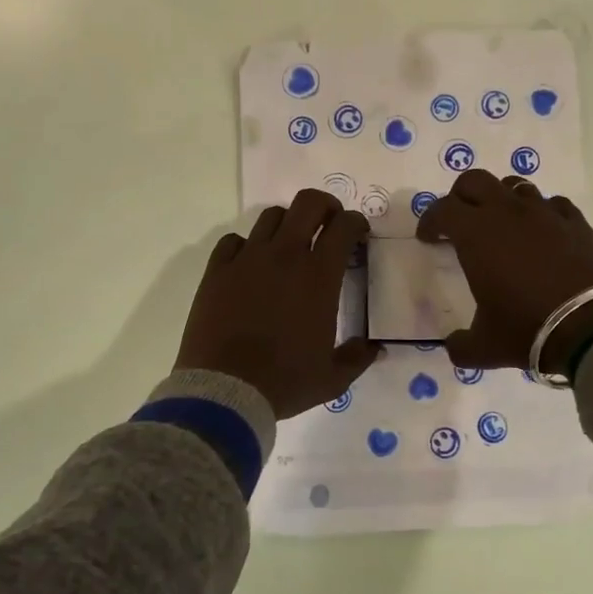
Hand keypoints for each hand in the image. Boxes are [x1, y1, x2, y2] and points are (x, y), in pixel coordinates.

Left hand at [177, 190, 381, 418]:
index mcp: (318, 276)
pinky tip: (250, 264)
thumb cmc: (284, 382)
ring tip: (289, 243)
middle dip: (325, 206)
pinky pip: (233, 241)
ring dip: (287, 223)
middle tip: (329, 224)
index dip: (355, 223)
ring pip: (271, 216)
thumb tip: (375, 347)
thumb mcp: (333, 378)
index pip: (344, 226)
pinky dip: (246, 245)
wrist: (225, 390)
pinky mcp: (217, 270)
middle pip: (308, 203)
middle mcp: (284, 256)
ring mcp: (247, 259)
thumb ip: (358, 358)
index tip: (358, 234)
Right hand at [416, 170, 592, 373]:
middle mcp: (508, 213)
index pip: (442, 210)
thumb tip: (454, 345)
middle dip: (460, 196)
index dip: (430, 221)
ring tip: (501, 223)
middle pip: (475, 181)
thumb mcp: (485, 347)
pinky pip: (552, 204)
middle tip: (459, 220)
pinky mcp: (577, 222)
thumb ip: (461, 345)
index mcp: (477, 234)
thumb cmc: (530, 329)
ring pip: (515, 186)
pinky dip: (540, 213)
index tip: (428, 238)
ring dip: (500, 199)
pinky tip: (543, 233)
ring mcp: (546, 213)